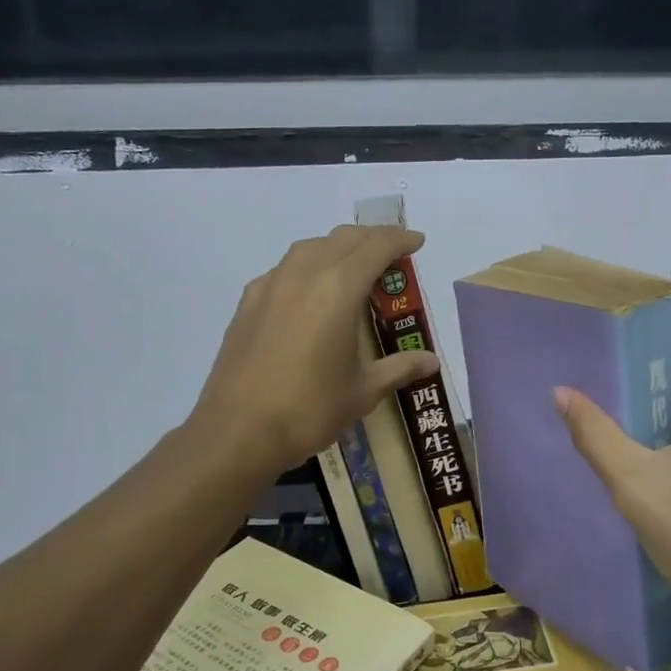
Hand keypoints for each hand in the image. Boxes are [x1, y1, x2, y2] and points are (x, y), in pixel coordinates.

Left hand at [193, 225, 440, 472]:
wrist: (238, 431)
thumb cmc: (309, 409)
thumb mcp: (363, 391)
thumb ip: (399, 368)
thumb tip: (432, 361)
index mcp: (338, 289)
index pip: (376, 247)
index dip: (400, 239)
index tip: (417, 242)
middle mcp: (303, 275)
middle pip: (343, 239)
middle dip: (371, 238)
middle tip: (392, 254)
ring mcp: (270, 286)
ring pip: (309, 247)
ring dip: (336, 247)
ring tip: (352, 267)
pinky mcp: (247, 303)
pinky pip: (283, 270)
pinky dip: (306, 267)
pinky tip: (309, 293)